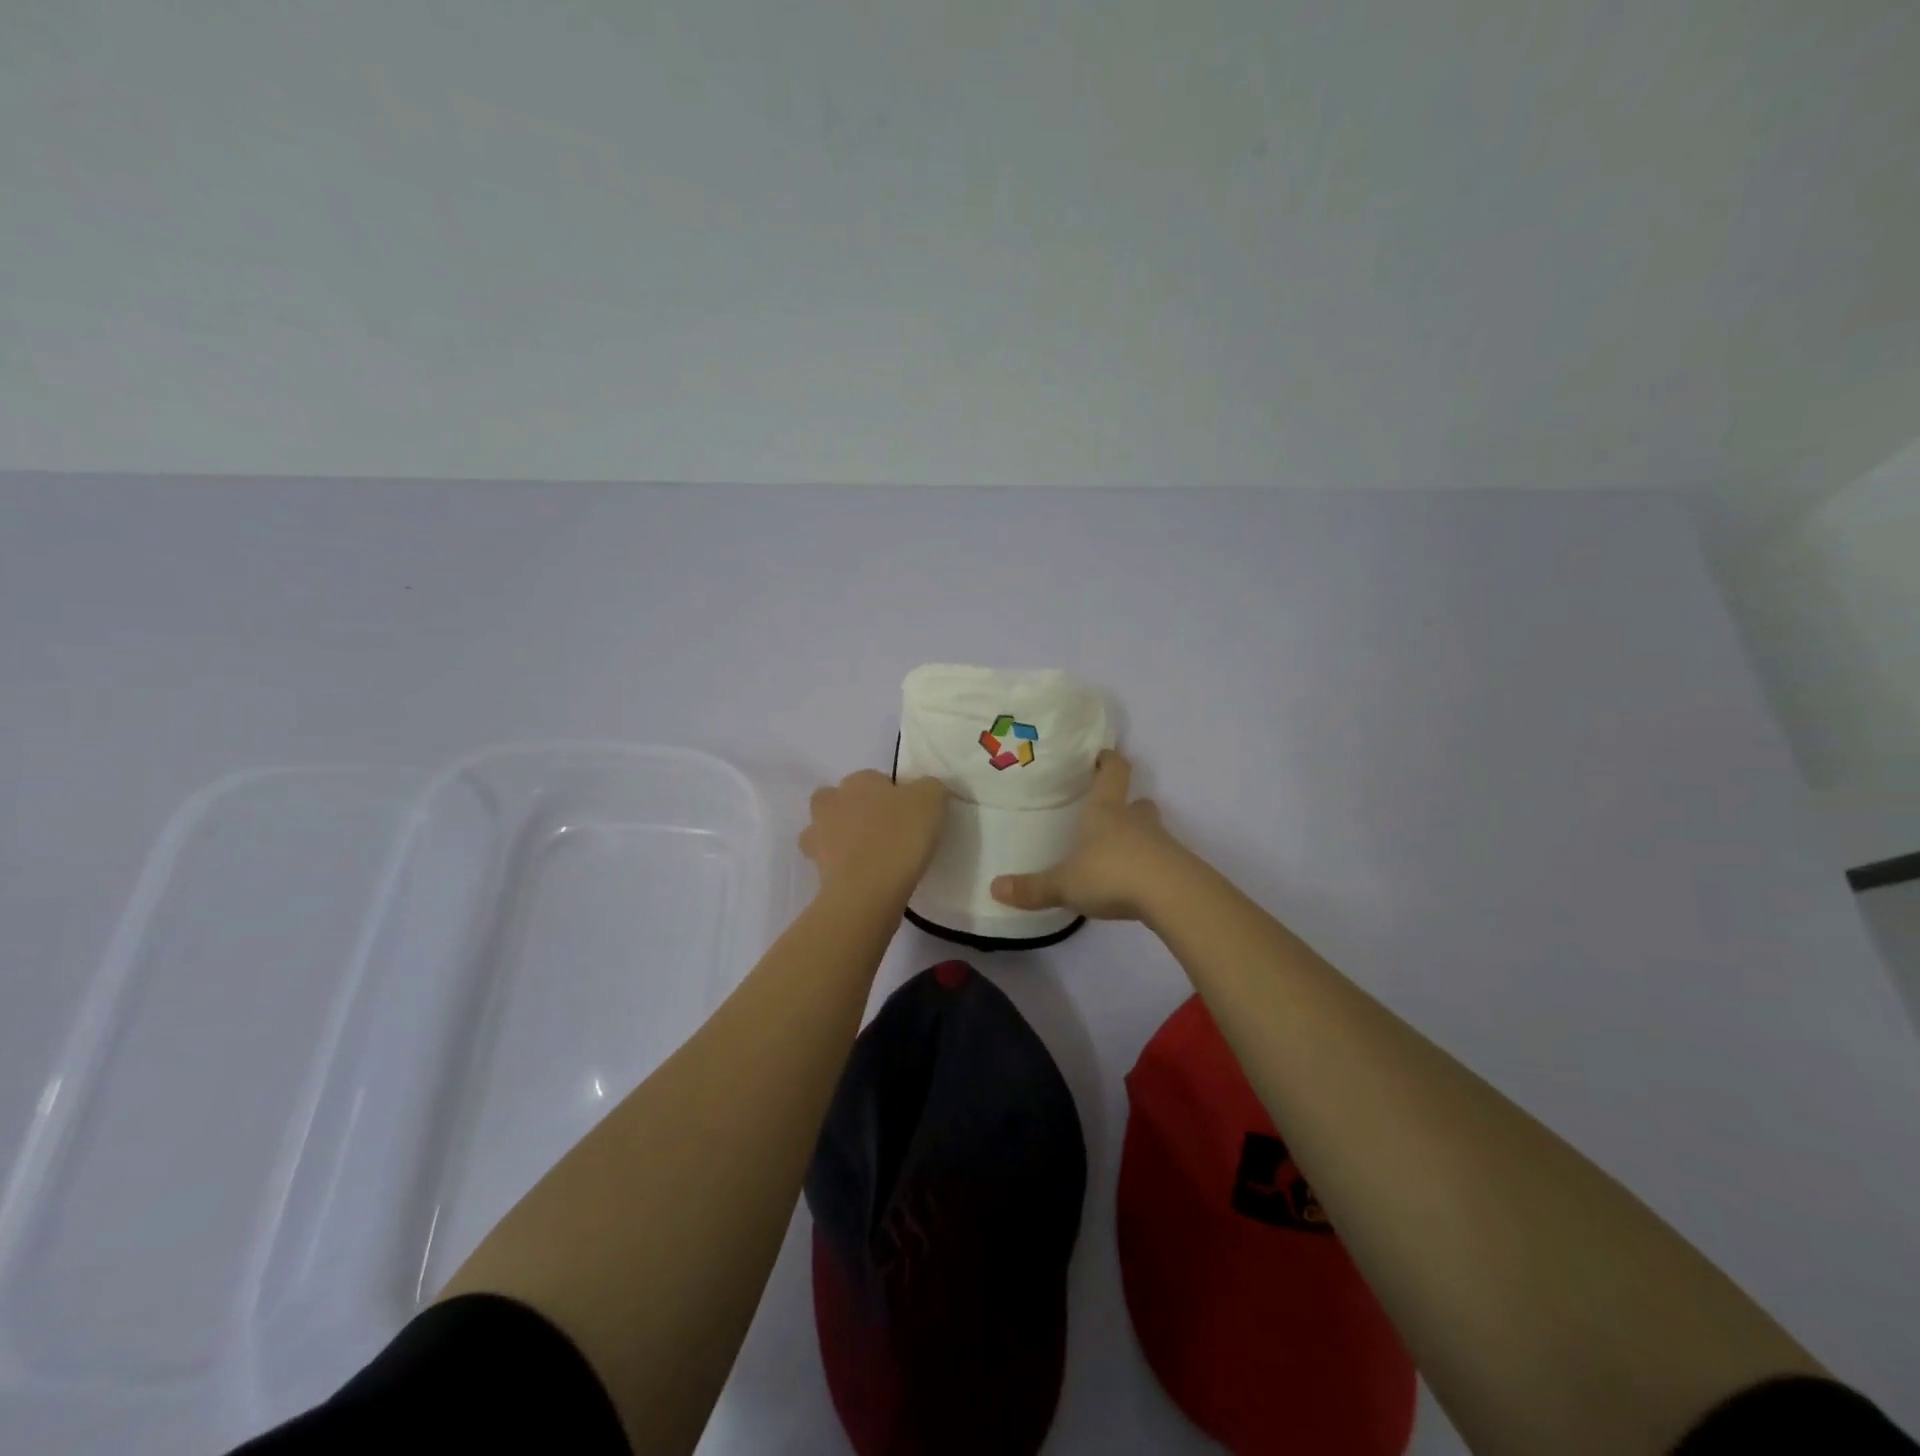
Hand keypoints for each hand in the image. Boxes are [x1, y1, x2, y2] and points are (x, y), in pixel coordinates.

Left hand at [800, 770, 947, 907]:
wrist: (867, 890)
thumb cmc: (900, 837)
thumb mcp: (931, 800)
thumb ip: (929, 788)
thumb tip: (923, 791)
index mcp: (859, 780)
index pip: (875, 779)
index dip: (892, 795)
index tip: (909, 815)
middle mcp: (832, 801)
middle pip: (841, 799)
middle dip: (857, 811)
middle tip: (884, 832)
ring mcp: (817, 835)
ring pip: (826, 829)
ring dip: (841, 837)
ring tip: (868, 856)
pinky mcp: (814, 867)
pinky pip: (828, 861)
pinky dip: (840, 866)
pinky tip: (861, 876)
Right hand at [989, 751, 1189, 921]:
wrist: (1173, 896)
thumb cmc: (1112, 874)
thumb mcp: (1065, 884)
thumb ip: (1033, 888)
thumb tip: (994, 888)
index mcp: (1106, 812)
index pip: (1113, 773)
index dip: (1109, 762)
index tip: (1103, 756)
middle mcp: (1136, 821)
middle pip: (1138, 802)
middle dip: (1127, 805)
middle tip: (1113, 813)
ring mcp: (1162, 844)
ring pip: (1152, 832)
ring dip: (1140, 837)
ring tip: (1121, 856)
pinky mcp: (1178, 870)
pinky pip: (1162, 861)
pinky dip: (1151, 867)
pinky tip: (1137, 886)